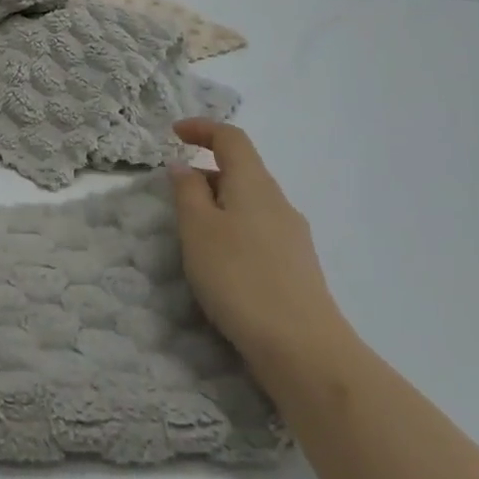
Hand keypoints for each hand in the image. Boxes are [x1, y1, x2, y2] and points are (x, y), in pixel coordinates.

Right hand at [170, 120, 354, 381]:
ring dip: (219, 202)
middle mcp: (278, 201)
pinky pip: (259, 229)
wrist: (304, 350)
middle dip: (207, 170)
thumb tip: (183, 166)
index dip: (202, 128)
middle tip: (175, 191)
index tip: (174, 133)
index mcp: (254, 183)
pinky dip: (234, 228)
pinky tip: (221, 260)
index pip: (231, 138)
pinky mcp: (298, 266)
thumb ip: (187, 192)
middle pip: (242, 169)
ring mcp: (293, 235)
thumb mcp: (198, 229)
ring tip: (193, 229)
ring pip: (250, 201)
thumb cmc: (240, 278)